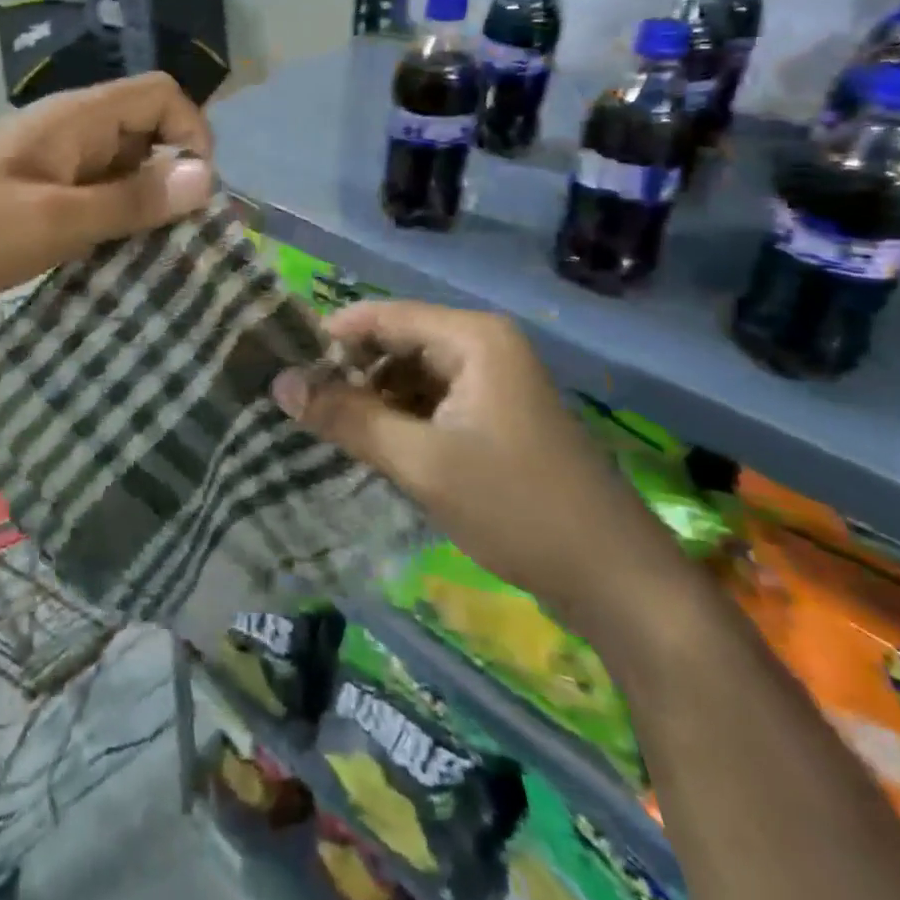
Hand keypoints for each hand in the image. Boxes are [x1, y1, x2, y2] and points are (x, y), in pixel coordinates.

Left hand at [0, 72, 214, 312]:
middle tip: (178, 239)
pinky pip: (92, 193)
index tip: (193, 196)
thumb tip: (206, 177)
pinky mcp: (34, 190)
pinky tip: (112, 258)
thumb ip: (130, 200)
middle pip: (146, 131)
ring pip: (120, 167)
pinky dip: (112, 219)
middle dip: (172, 177)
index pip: (161, 94)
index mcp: (77, 119)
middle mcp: (70, 130)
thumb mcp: (54, 221)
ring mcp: (50, 161)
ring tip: (152, 256)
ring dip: (143, 204)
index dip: (191, 134)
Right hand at [271, 302, 694, 643]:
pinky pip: (431, 402)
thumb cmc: (517, 507)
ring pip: (410, 375)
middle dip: (349, 372)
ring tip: (327, 427)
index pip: (381, 316)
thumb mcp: (420, 462)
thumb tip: (279, 383)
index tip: (284, 365)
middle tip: (301, 404)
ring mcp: (493, 383)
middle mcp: (483, 347)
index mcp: (472, 338)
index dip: (330, 337)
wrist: (619, 583)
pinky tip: (371, 446)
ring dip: (371, 398)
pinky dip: (398, 418)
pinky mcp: (495, 417)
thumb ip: (347, 418)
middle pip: (396, 343)